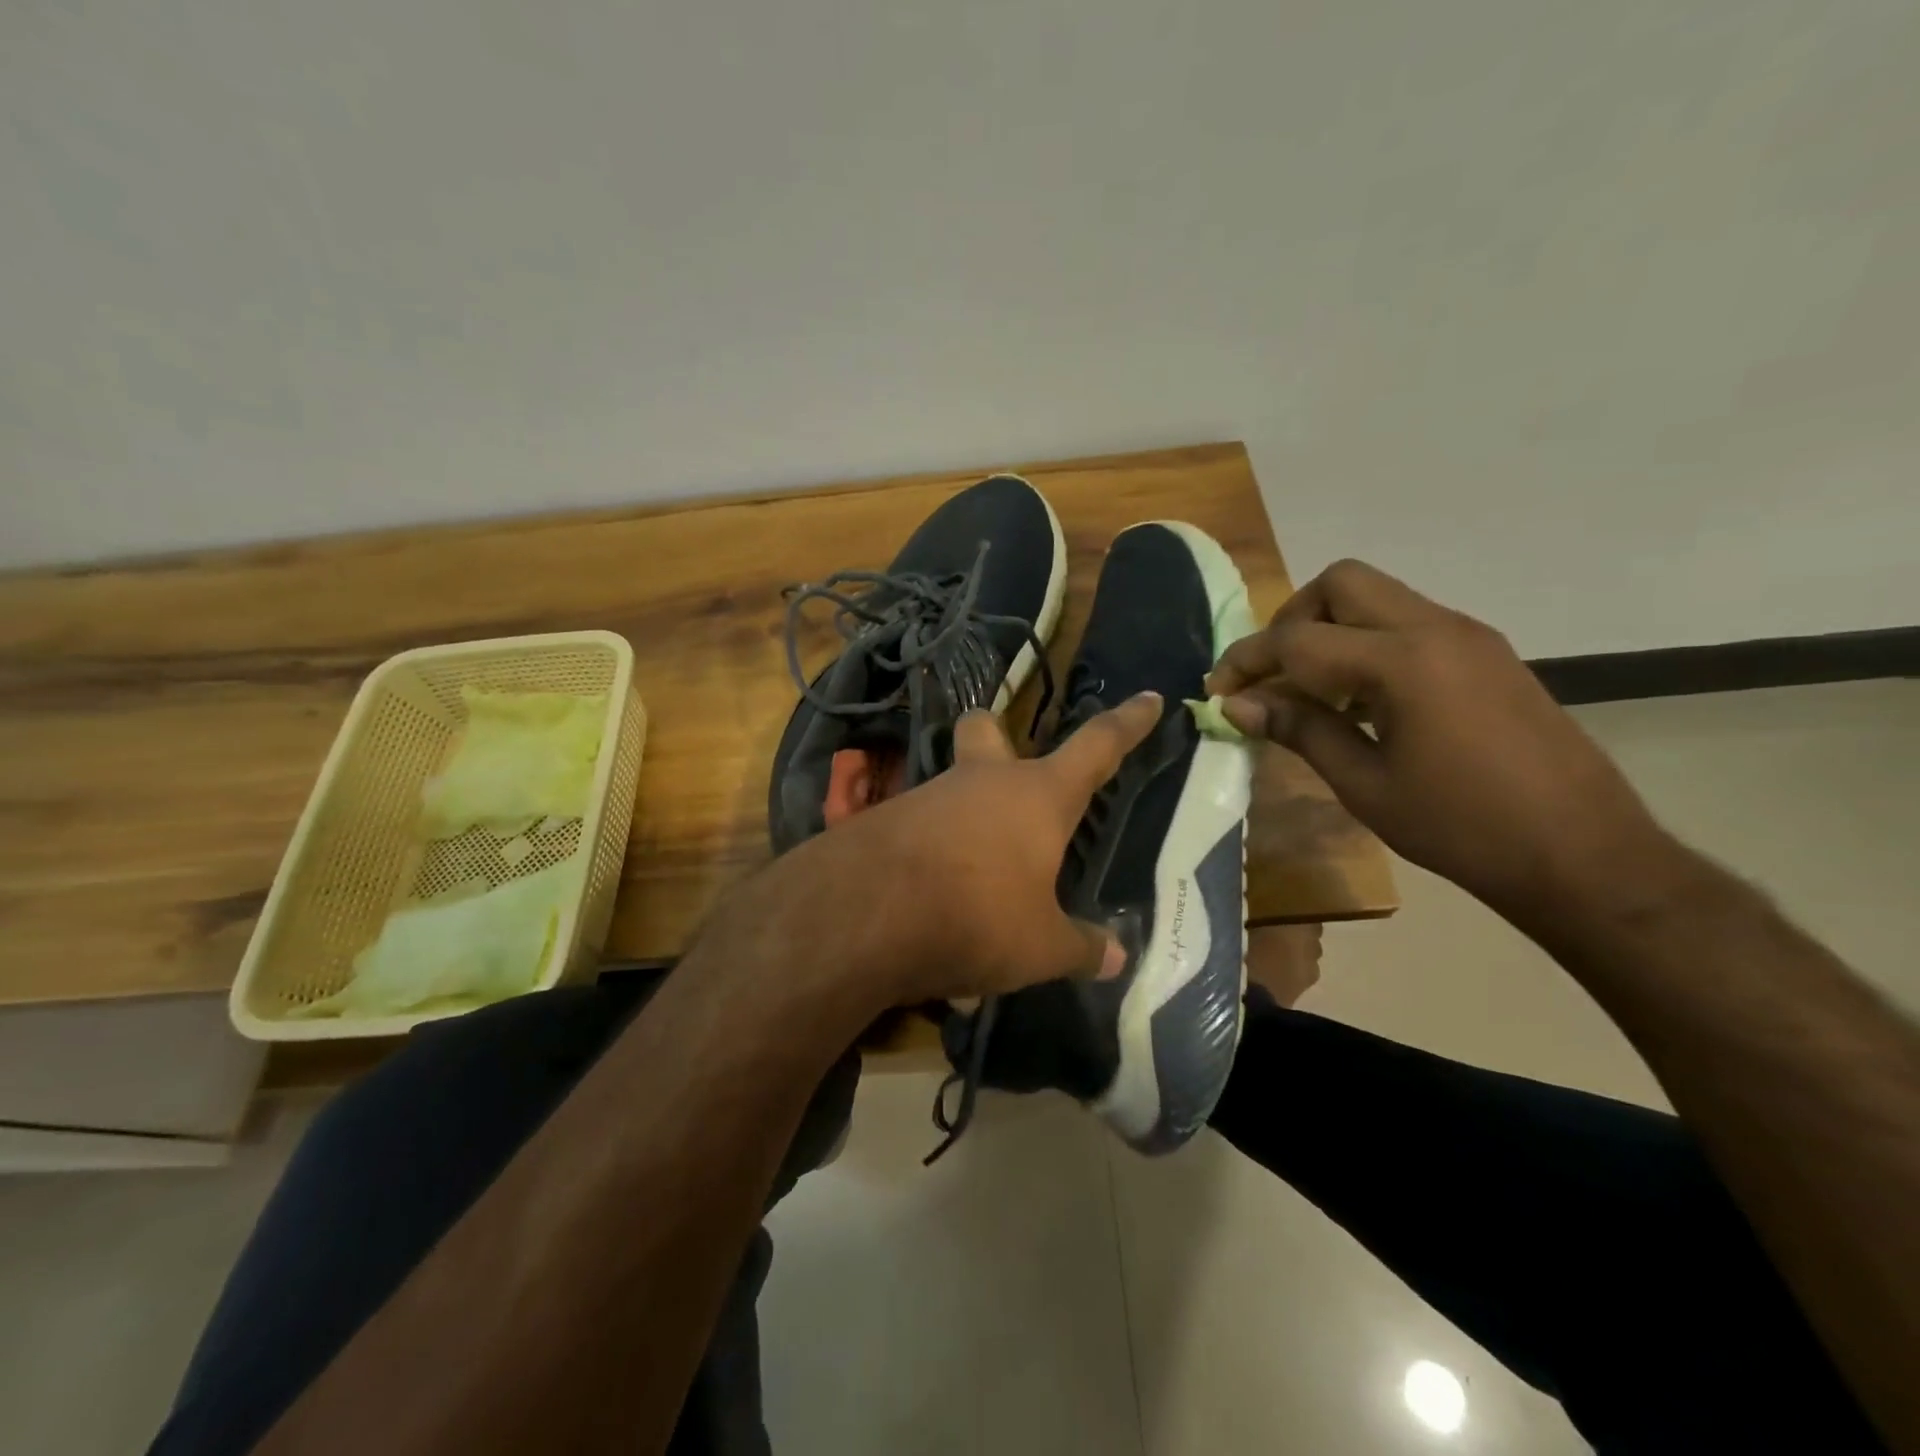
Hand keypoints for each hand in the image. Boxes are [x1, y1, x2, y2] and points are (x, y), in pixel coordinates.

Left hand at [786, 692, 1164, 1004]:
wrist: (864, 913)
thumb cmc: (976, 915)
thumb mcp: (1040, 946)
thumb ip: (1080, 948)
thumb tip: (1114, 957)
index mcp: (1037, 796)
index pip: (1097, 747)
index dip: (1128, 723)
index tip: (1149, 697)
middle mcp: (981, 782)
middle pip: (986, 730)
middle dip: (995, 735)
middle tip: (1006, 768)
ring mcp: (927, 796)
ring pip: (949, 787)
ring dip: (963, 820)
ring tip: (972, 888)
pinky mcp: (884, 821)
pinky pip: (917, 832)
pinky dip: (929, 861)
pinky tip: (929, 910)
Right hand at [1206, 560, 1667, 923]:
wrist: (1584, 854)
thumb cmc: (1461, 827)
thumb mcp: (1365, 785)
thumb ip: (1299, 730)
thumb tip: (1236, 706)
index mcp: (1402, 662)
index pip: (1298, 639)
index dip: (1246, 661)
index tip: (1217, 691)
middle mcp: (1436, 629)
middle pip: (1341, 583)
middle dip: (1291, 620)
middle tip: (1272, 675)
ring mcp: (1468, 636)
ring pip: (1378, 598)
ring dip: (1331, 630)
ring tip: (1312, 693)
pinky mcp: (1487, 653)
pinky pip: (1408, 623)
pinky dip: (1368, 644)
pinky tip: (1362, 701)